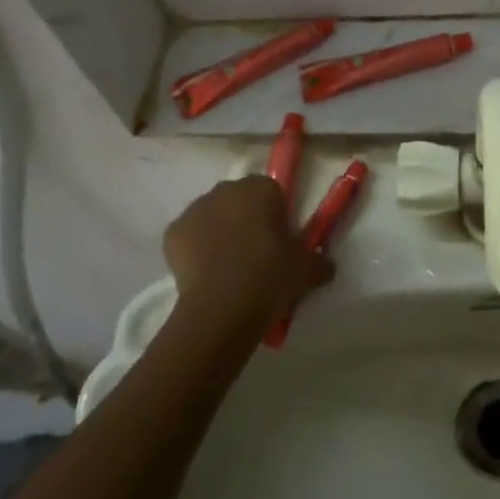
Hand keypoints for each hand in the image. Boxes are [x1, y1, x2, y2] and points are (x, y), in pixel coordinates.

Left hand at [162, 176, 334, 336]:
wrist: (220, 310)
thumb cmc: (269, 278)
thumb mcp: (307, 271)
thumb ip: (320, 262)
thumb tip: (327, 266)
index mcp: (260, 188)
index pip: (272, 191)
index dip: (276, 215)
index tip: (279, 242)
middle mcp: (226, 189)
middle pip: (239, 199)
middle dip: (246, 219)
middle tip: (256, 254)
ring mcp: (195, 209)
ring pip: (213, 215)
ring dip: (220, 231)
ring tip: (228, 267)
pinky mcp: (172, 232)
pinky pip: (190, 235)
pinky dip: (196, 249)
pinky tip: (206, 273)